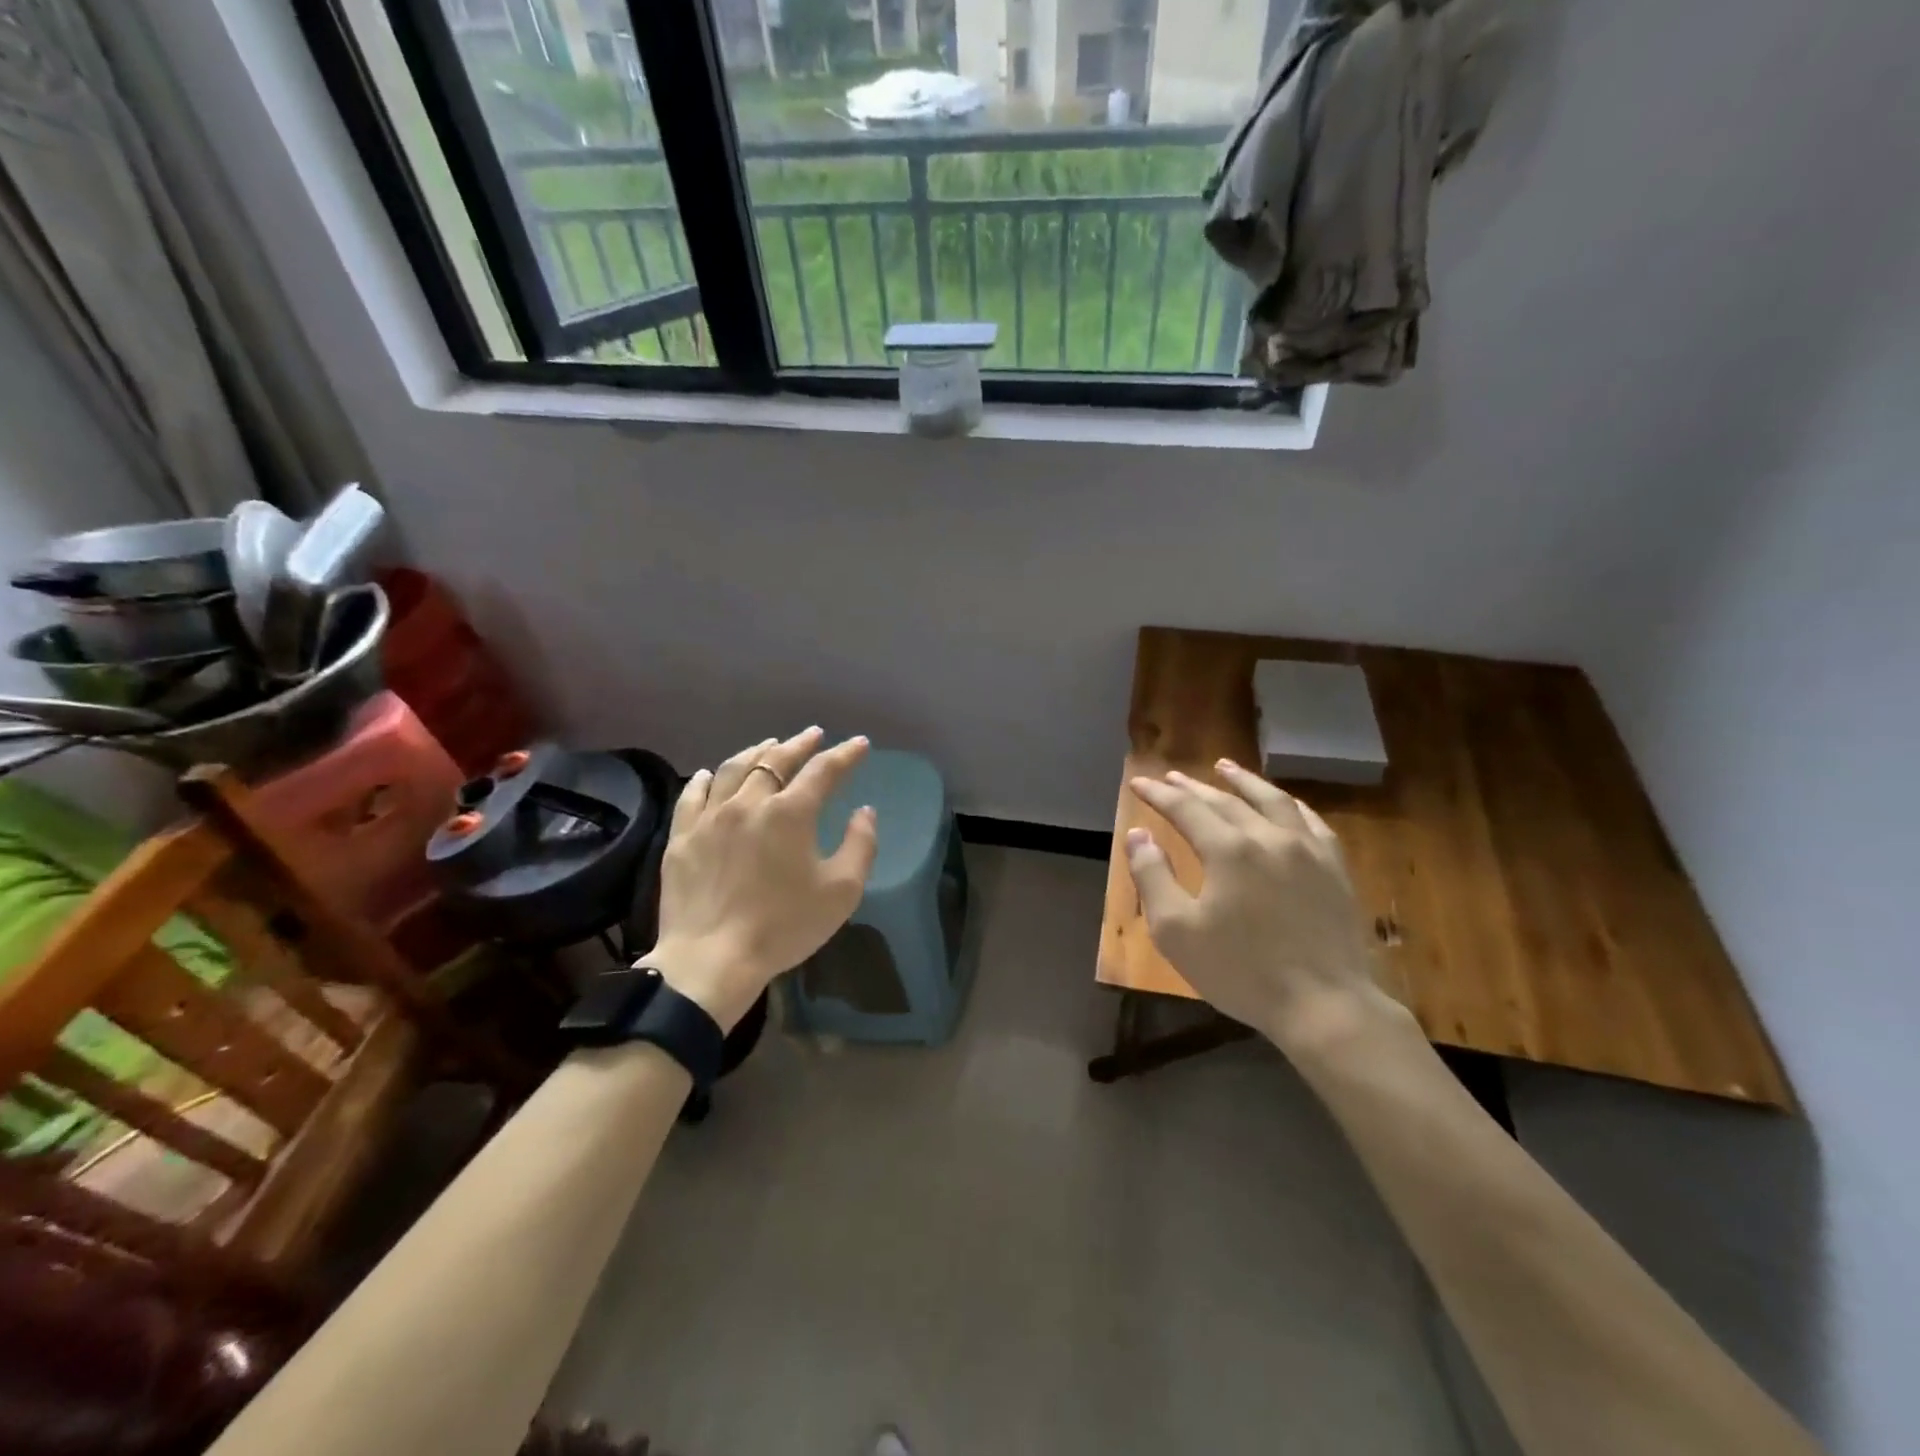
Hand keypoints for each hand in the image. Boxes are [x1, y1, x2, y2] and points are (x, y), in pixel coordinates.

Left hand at [646, 728, 877, 1030]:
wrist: (711, 960)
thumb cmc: (784, 926)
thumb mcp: (841, 892)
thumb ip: (860, 846)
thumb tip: (864, 812)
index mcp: (790, 813)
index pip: (823, 771)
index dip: (845, 754)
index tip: (859, 744)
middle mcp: (749, 803)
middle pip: (775, 760)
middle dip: (799, 744)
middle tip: (813, 735)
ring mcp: (710, 818)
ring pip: (732, 769)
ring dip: (756, 752)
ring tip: (768, 745)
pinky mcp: (682, 838)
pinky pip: (692, 795)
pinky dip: (706, 779)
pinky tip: (710, 774)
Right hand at [1126, 760, 1386, 1051]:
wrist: (1324, 1006)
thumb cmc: (1241, 971)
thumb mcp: (1177, 931)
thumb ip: (1152, 877)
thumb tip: (1138, 835)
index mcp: (1228, 850)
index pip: (1186, 809)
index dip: (1159, 794)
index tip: (1138, 783)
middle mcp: (1268, 836)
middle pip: (1225, 800)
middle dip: (1193, 787)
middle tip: (1171, 776)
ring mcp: (1308, 849)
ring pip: (1272, 800)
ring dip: (1244, 781)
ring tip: (1225, 767)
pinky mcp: (1335, 868)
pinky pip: (1311, 821)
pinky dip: (1288, 804)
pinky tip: (1282, 803)